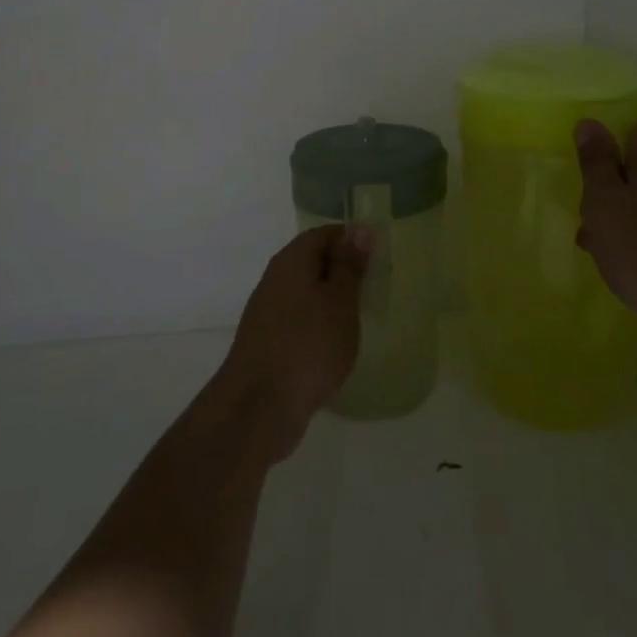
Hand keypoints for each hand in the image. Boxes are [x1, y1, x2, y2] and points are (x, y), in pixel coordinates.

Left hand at [211, 224, 370, 460]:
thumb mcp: (340, 301)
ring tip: (359, 317)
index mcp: (291, 261)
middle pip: (311, 262)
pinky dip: (318, 326)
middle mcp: (274, 280)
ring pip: (305, 293)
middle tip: (373, 286)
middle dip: (342, 271)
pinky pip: (298, 321)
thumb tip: (358, 229)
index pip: (323, 234)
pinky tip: (334, 345)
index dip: (350, 239)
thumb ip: (349, 265)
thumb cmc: (308, 344)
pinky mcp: (266, 343)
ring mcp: (267, 313)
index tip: (377, 255)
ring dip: (330, 301)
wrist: (259, 407)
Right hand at [575, 118, 636, 361]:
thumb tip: (590, 122)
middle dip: (611, 186)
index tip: (602, 152)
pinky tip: (615, 268)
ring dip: (616, 221)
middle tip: (586, 206)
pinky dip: (630, 248)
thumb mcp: (605, 201)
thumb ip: (596, 164)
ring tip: (591, 244)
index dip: (627, 135)